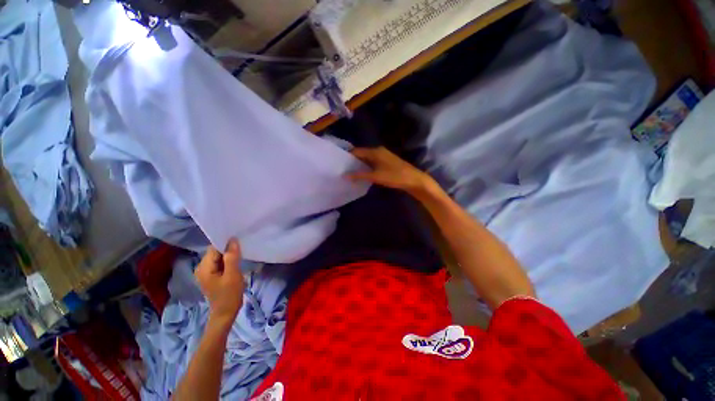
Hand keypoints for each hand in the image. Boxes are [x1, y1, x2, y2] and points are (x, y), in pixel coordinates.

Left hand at [195, 238, 243, 326]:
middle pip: (215, 251)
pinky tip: (236, 262)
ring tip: (241, 254)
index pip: (214, 248)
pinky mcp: (212, 275)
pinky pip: (220, 262)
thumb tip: (233, 240)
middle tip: (242, 248)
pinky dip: (228, 260)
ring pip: (218, 257)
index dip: (226, 242)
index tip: (239, 240)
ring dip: (229, 254)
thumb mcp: (233, 275)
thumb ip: (232, 257)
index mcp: (204, 267)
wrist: (225, 313)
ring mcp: (206, 272)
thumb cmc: (229, 294)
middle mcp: (201, 268)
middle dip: (228, 248)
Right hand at [348, 147, 435, 194]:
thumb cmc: (394, 176)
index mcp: (375, 151)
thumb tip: (345, 175)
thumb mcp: (376, 176)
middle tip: (342, 169)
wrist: (413, 179)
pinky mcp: (386, 162)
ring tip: (349, 173)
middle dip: (352, 161)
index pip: (357, 151)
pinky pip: (372, 163)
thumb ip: (360, 175)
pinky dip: (366, 167)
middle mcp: (378, 151)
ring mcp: (383, 156)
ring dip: (359, 165)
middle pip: (361, 154)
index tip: (338, 163)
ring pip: (367, 159)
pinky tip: (362, 174)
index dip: (347, 156)